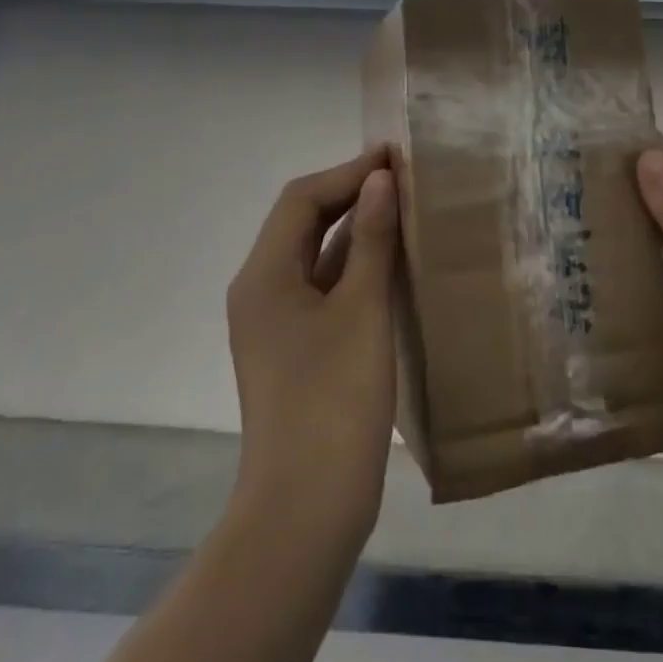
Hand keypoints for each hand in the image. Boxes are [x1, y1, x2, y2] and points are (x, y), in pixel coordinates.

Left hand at [227, 148, 398, 536]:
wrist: (306, 506)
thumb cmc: (334, 399)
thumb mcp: (362, 309)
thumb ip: (371, 240)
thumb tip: (379, 180)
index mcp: (264, 274)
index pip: (302, 200)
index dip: (347, 171)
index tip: (394, 156)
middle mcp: (260, 290)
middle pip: (302, 223)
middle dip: (349, 194)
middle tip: (402, 177)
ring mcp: (274, 322)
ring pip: (313, 256)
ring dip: (353, 229)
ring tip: (402, 208)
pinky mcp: (293, 348)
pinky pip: (321, 288)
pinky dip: (352, 266)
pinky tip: (391, 263)